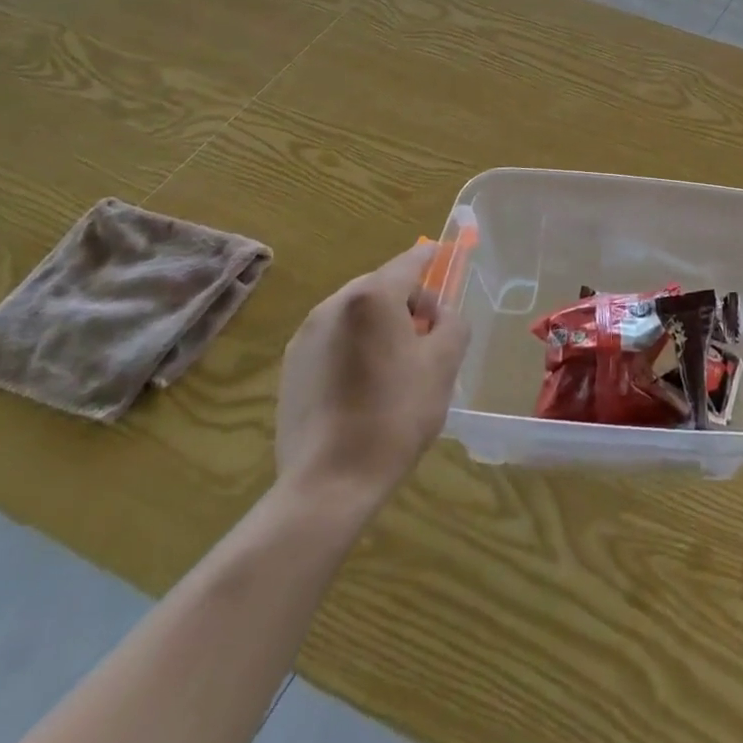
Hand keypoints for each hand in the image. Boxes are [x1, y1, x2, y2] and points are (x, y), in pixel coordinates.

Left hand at [274, 241, 469, 510]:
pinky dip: (356, 347)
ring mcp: (305, 337)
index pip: (410, 261)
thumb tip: (440, 315)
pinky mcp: (290, 369)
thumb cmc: (396, 414)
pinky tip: (367, 385)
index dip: (432, 258)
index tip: (446, 257)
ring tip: (398, 364)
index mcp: (372, 297)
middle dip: (408, 300)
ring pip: (356, 314)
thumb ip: (452, 322)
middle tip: (430, 334)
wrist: (329, 484)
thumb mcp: (445, 363)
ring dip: (380, 324)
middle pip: (381, 286)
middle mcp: (333, 306)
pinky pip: (334, 340)